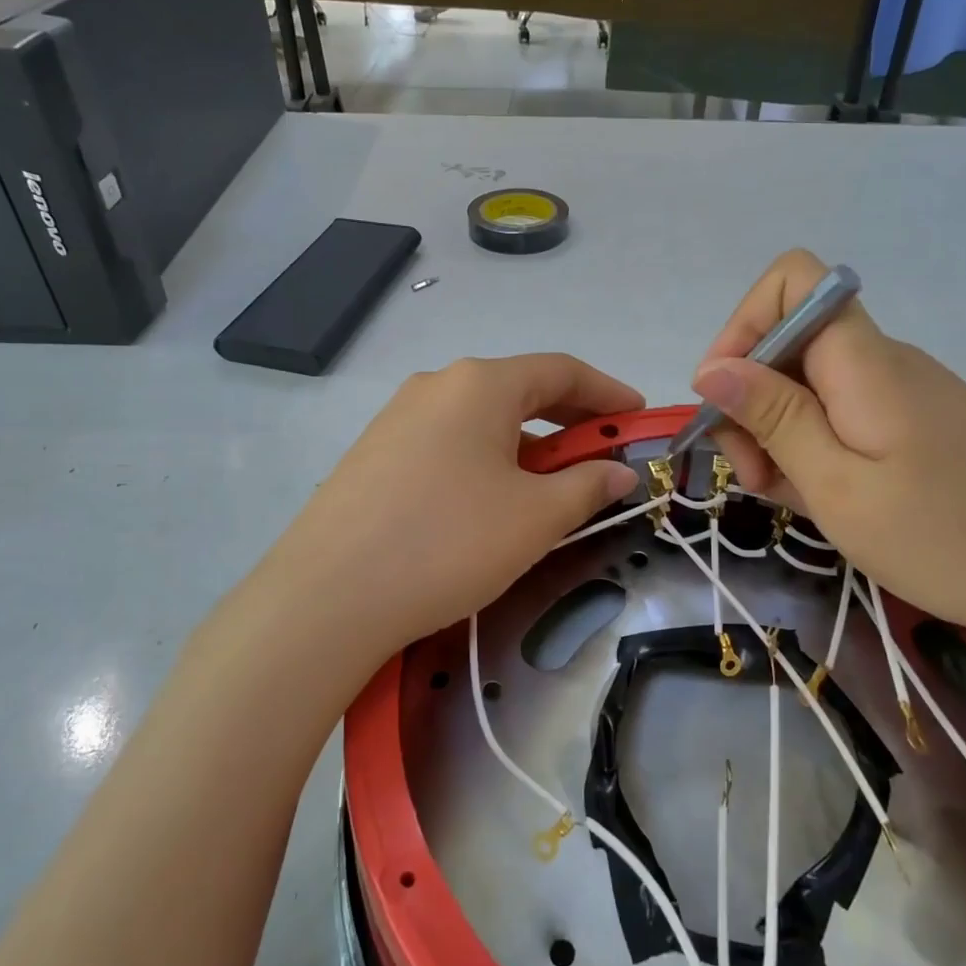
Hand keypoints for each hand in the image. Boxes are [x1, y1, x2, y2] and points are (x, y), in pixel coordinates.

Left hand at [246, 355, 641, 668]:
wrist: (330, 594)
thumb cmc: (450, 542)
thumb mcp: (535, 517)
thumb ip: (586, 486)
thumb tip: (618, 472)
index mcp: (480, 384)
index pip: (561, 370)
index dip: (607, 392)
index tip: (636, 417)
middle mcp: (436, 385)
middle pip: (518, 390)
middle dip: (567, 419)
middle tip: (600, 452)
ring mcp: (397, 417)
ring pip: (479, 419)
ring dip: (524, 443)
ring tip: (547, 486)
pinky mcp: (373, 453)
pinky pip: (446, 443)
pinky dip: (484, 459)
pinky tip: (487, 501)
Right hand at [693, 250, 965, 644]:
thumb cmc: (952, 535)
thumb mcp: (839, 485)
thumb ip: (774, 418)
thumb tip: (712, 369)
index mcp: (861, 360)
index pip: (790, 282)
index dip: (741, 326)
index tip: (724, 398)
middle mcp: (879, 362)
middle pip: (788, 345)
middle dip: (750, 404)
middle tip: (756, 478)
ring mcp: (901, 395)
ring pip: (810, 389)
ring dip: (779, 437)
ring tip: (793, 501)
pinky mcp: (916, 427)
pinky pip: (842, 419)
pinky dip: (815, 453)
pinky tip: (828, 502)